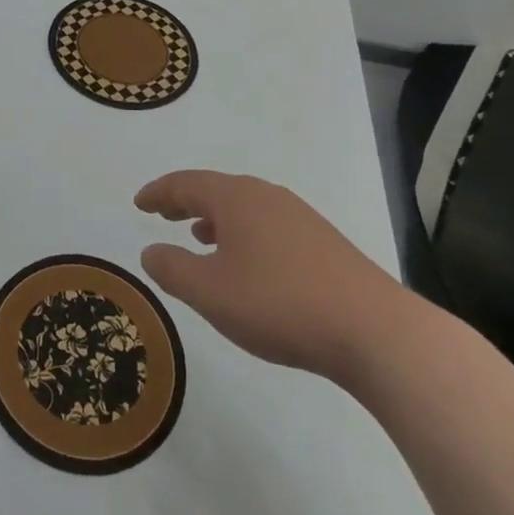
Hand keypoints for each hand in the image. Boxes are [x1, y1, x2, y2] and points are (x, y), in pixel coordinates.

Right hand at [136, 170, 412, 382]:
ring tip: (199, 236)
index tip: (139, 202)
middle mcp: (266, 196)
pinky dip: (242, 233)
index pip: (186, 184)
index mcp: (236, 198)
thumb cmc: (279, 304)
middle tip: (162, 213)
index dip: (158, 193)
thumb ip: (172, 269)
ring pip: (244, 207)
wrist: (374, 331)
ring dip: (215, 218)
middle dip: (185, 200)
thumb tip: (150, 251)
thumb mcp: (210, 292)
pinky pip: (267, 224)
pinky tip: (247, 262)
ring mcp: (299, 217)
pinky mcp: (322, 242)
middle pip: (216, 189)